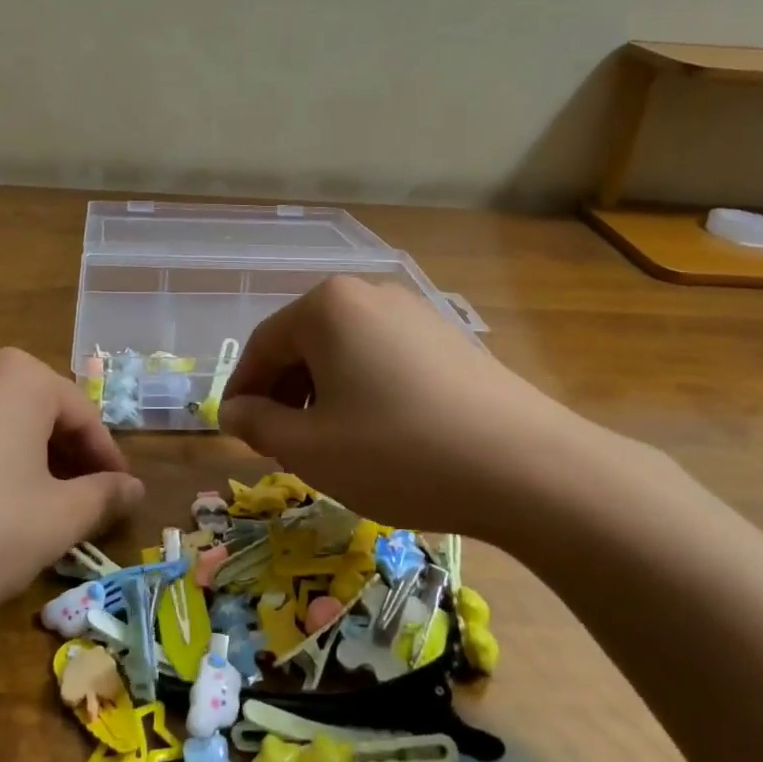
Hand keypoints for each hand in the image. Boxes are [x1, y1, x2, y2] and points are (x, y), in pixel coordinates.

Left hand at [0, 349, 142, 639]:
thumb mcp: (54, 521)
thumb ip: (103, 498)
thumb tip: (133, 489)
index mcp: (20, 377)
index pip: (84, 416)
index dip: (108, 462)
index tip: (120, 500)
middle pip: (41, 414)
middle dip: (67, 461)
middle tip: (81, 509)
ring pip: (0, 426)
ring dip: (27, 464)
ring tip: (34, 514)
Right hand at [218, 276, 629, 541]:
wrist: (528, 468)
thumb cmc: (398, 453)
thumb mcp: (311, 448)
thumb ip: (259, 424)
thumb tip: (234, 411)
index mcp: (327, 306)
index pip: (263, 345)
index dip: (243, 391)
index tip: (235, 430)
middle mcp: (370, 293)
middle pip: (304, 342)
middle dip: (285, 392)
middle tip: (279, 442)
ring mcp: (416, 312)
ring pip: (345, 350)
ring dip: (323, 392)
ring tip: (328, 442)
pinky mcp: (449, 338)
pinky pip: (384, 357)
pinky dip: (364, 389)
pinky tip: (378, 432)